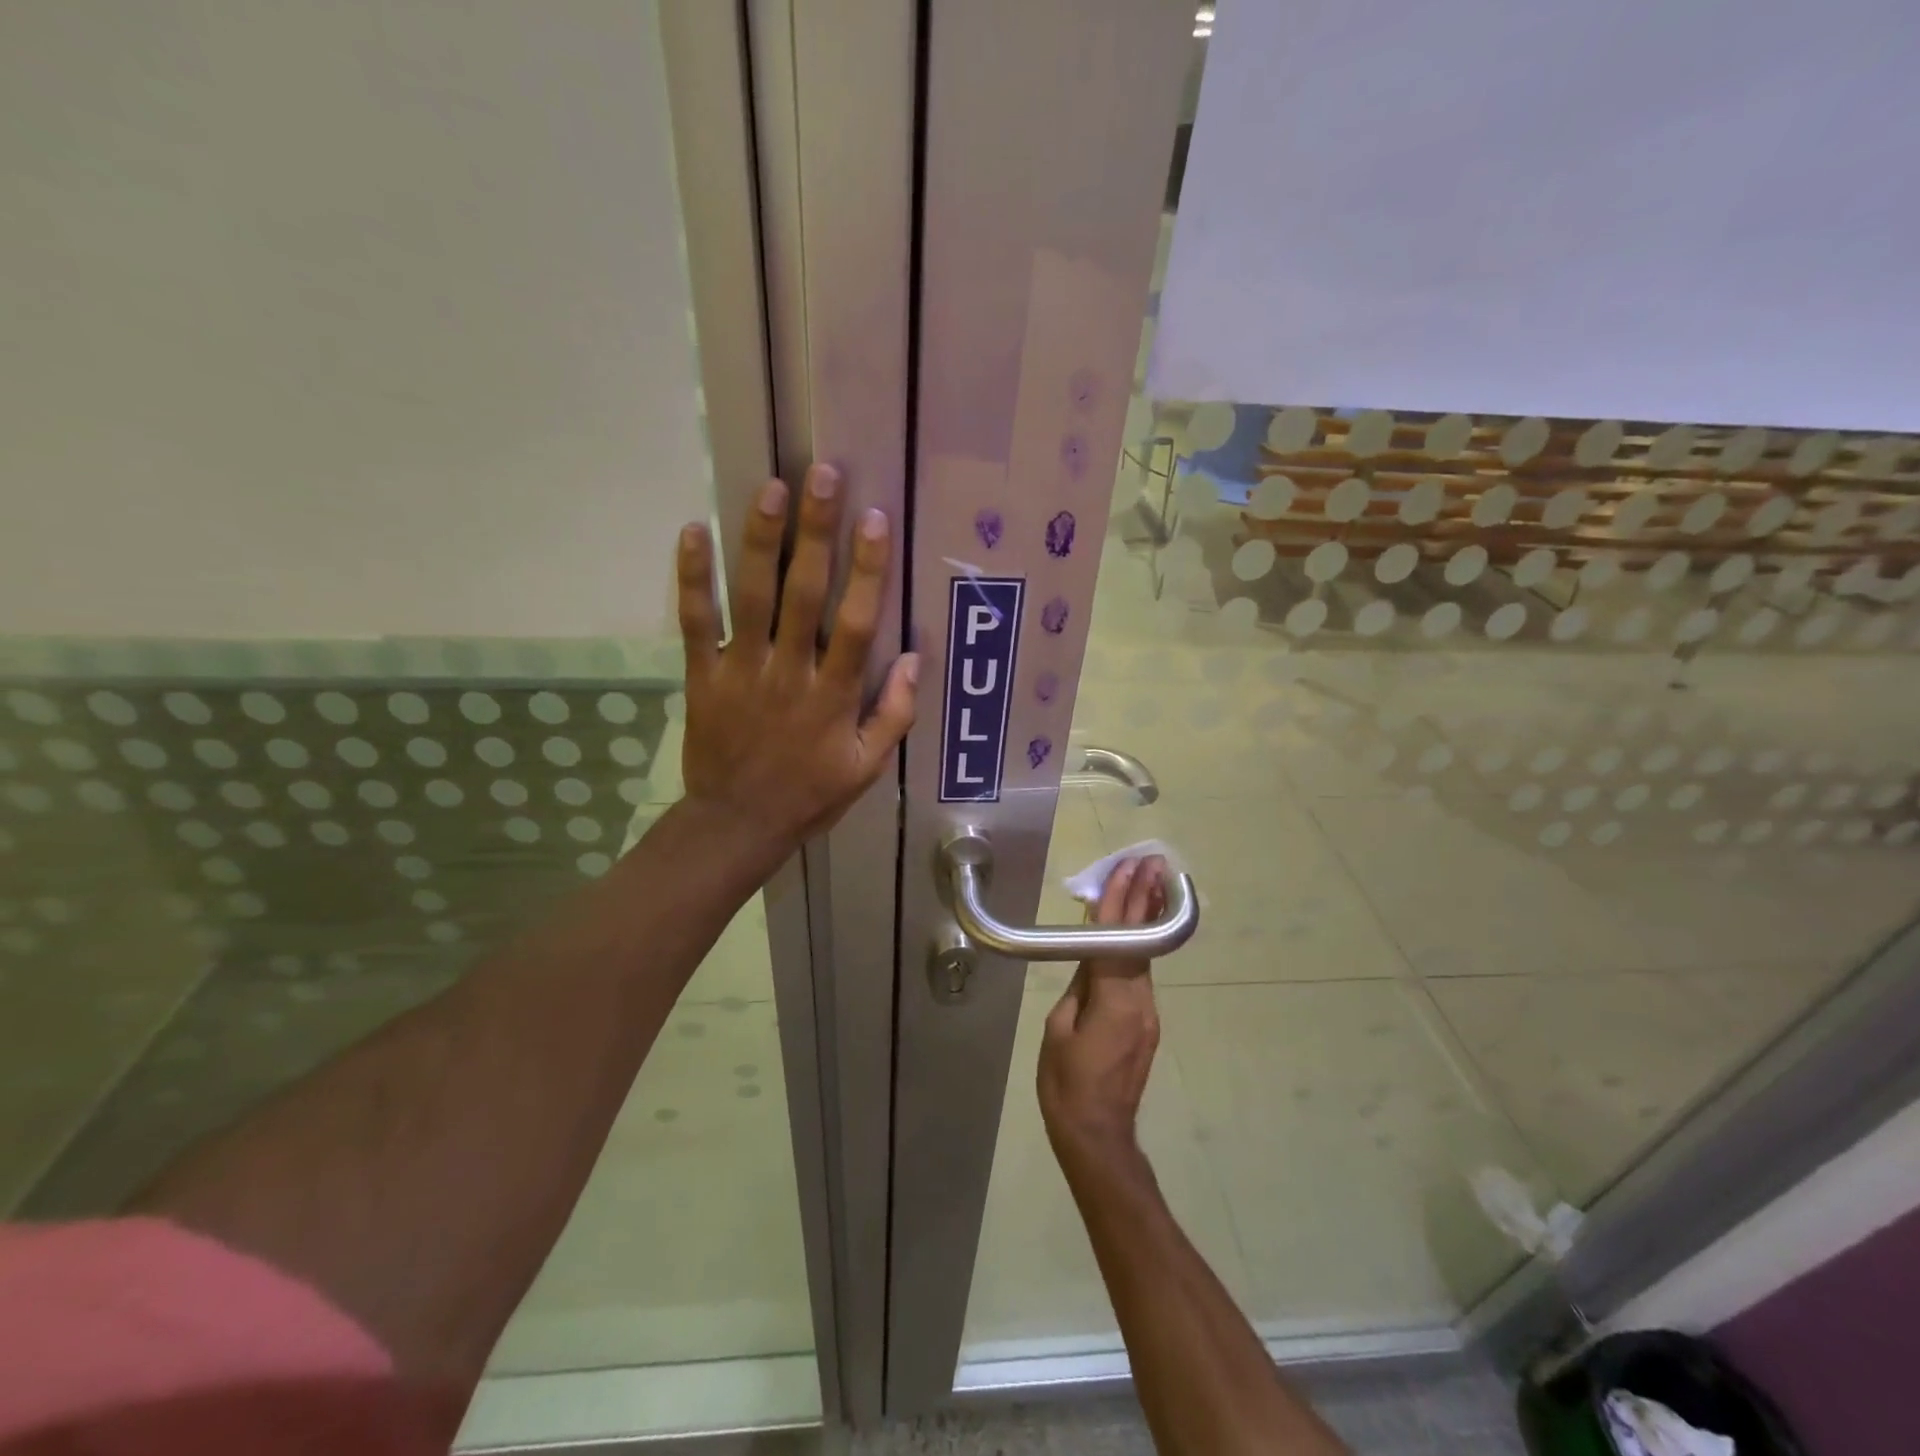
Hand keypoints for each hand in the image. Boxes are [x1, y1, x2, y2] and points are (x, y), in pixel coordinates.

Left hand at [676, 464, 918, 850]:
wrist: (737, 824)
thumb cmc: (809, 795)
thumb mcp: (867, 768)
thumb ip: (895, 715)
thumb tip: (915, 659)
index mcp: (834, 697)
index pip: (855, 623)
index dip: (866, 570)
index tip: (875, 519)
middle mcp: (789, 673)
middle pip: (803, 594)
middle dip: (815, 532)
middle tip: (822, 475)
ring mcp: (741, 671)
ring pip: (750, 597)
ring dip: (760, 540)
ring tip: (769, 487)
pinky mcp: (702, 675)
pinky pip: (695, 622)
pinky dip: (692, 578)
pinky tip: (693, 531)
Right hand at [1038, 856, 1167, 1172]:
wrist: (1099, 1136)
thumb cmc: (1067, 1085)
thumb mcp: (1058, 1031)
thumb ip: (1077, 989)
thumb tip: (1089, 962)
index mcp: (1114, 1001)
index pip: (1115, 938)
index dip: (1119, 901)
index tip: (1127, 868)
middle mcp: (1140, 1002)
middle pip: (1140, 940)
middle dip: (1146, 898)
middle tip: (1153, 862)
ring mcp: (1148, 1014)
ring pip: (1143, 956)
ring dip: (1144, 917)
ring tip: (1149, 881)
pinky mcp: (1146, 1025)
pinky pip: (1139, 976)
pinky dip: (1136, 946)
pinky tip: (1131, 931)